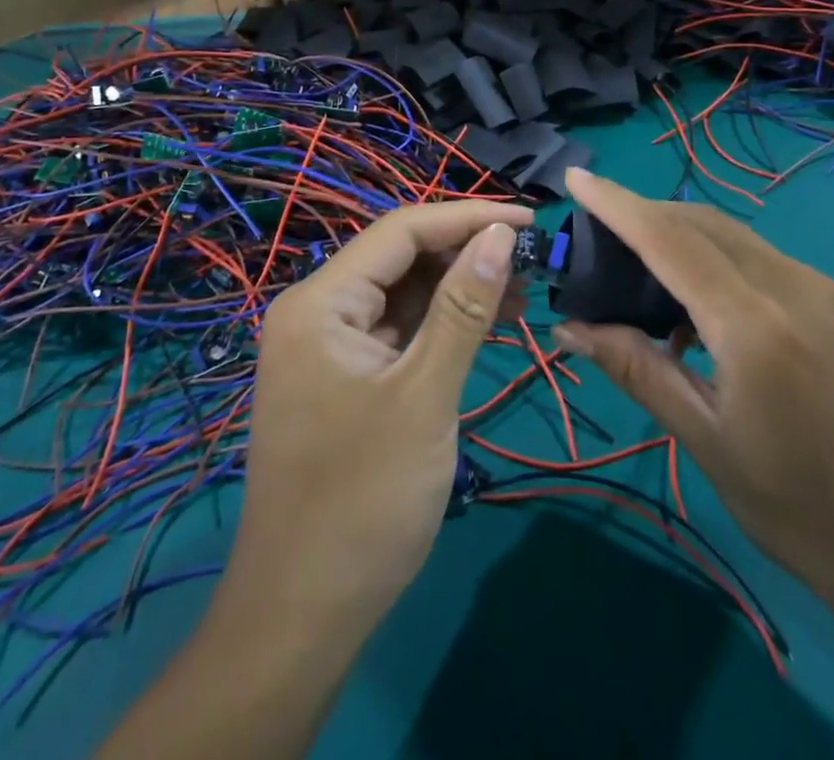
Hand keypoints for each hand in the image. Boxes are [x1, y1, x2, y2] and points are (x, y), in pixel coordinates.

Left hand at [228, 200, 532, 624]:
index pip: (401, 231)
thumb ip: (463, 308)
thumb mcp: (425, 396)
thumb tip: (499, 234)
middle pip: (400, 258)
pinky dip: (441, 324)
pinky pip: (398, 331)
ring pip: (402, 294)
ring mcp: (329, 345)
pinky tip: (486, 323)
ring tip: (521, 289)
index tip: (528, 219)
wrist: (303, 615)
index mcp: (320, 302)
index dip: (467, 217)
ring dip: (458, 288)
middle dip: (465, 252)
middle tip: (530, 258)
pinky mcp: (345, 377)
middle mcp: (317, 310)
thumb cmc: (363, 501)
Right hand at [551, 169, 833, 621]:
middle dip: (645, 214)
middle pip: (702, 223)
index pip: (669, 239)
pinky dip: (716, 260)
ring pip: (733, 236)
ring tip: (638, 271)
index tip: (576, 178)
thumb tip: (571, 328)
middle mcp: (791, 285)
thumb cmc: (808, 515)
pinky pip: (760, 259)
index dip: (617, 204)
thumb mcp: (709, 444)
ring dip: (680, 235)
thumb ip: (638, 371)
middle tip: (596, 234)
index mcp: (754, 324)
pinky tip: (698, 306)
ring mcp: (822, 290)